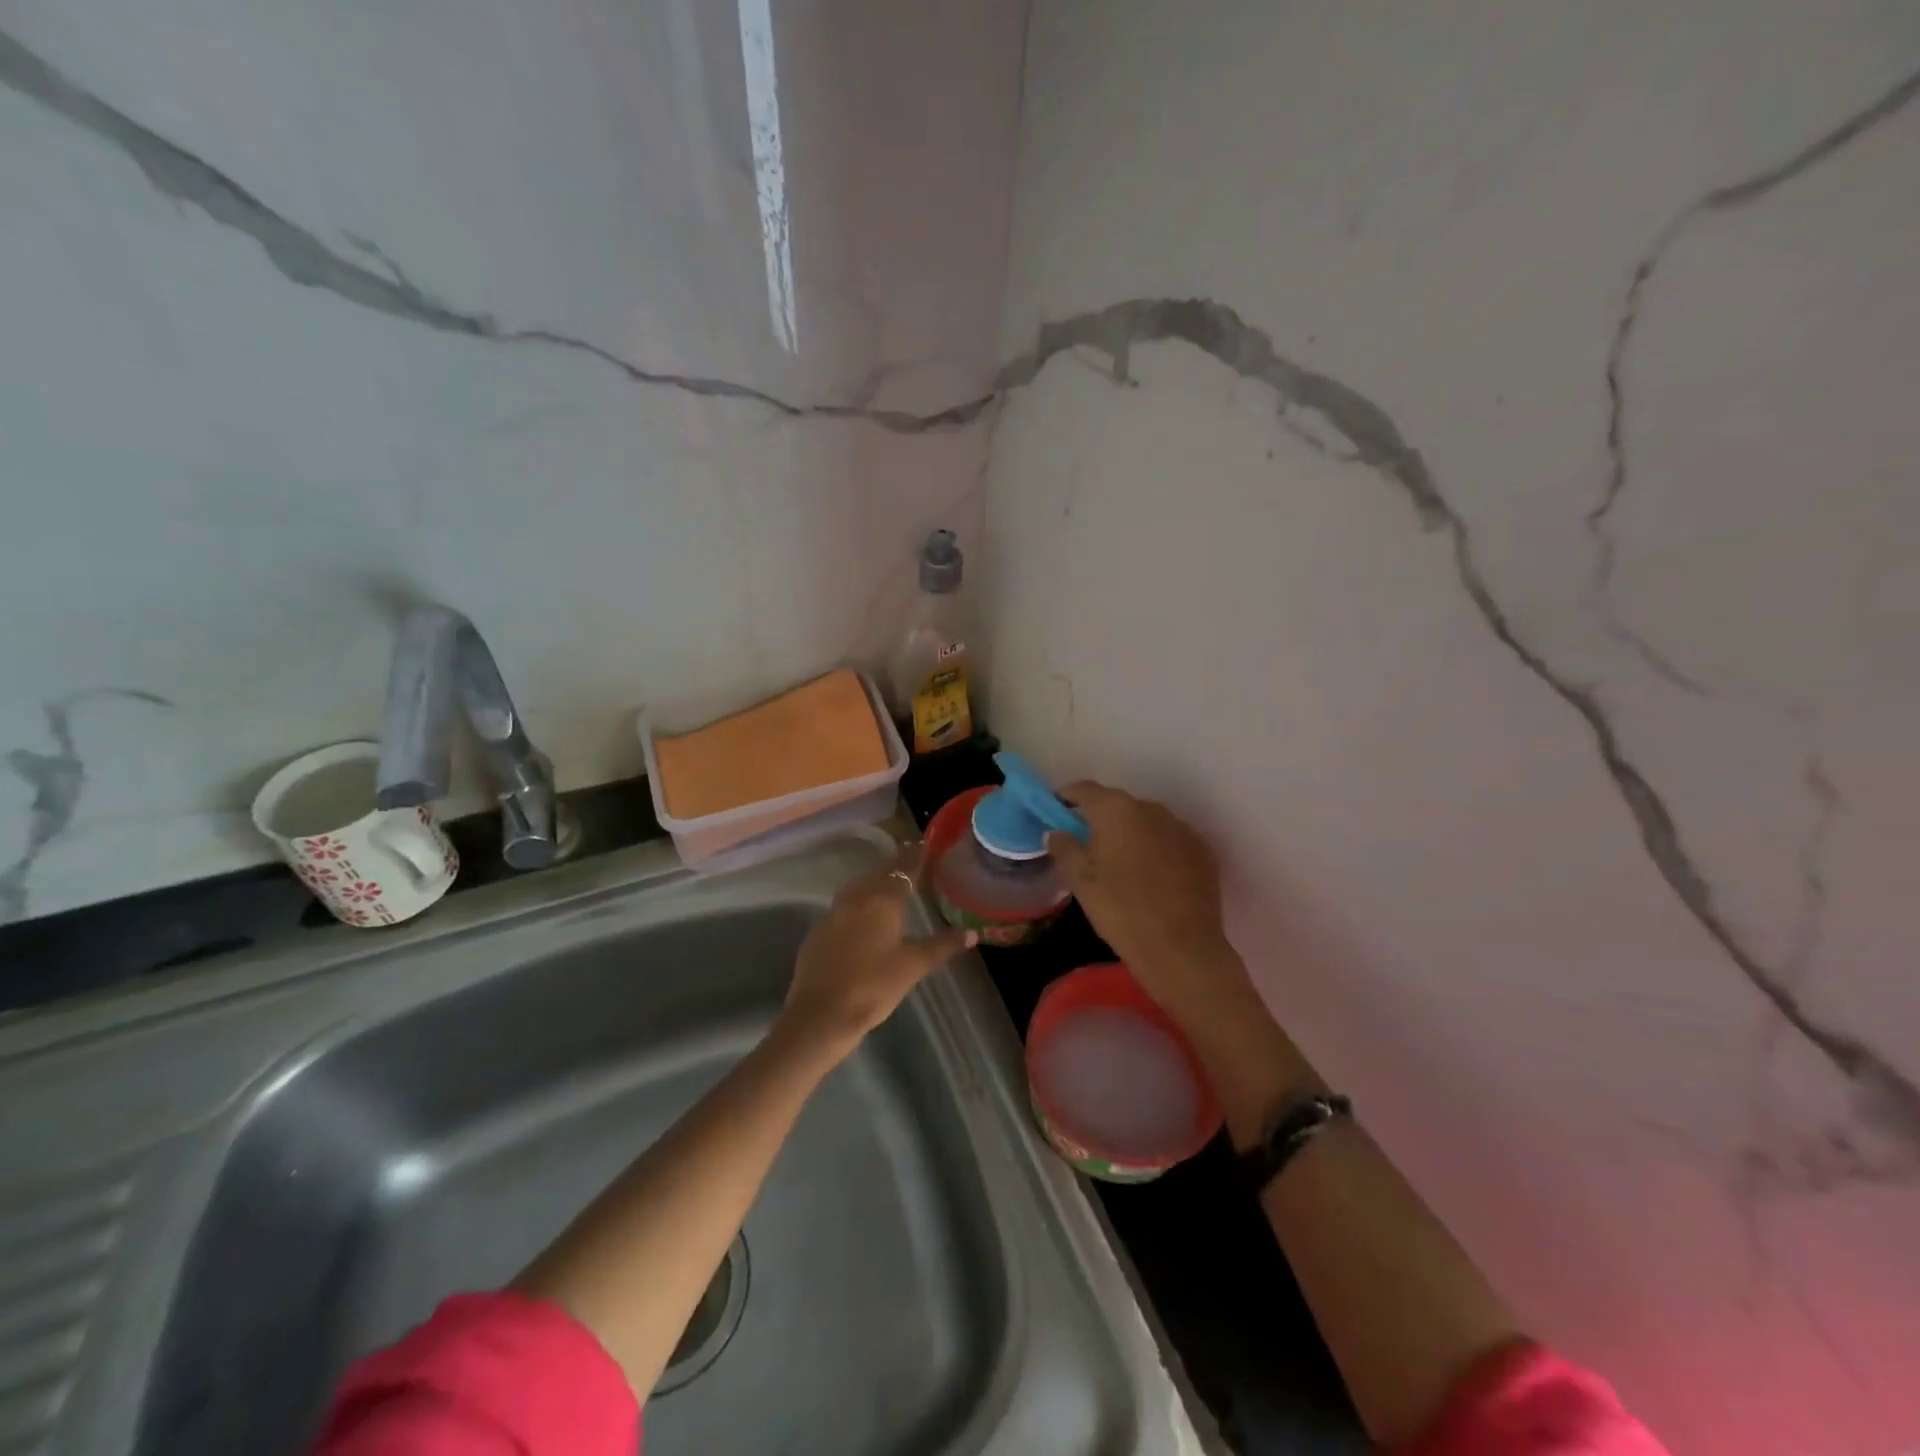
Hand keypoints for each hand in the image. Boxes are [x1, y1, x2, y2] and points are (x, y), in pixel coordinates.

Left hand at [782, 847, 975, 1051]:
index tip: (924, 844)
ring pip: (857, 888)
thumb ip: (942, 946)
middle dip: (894, 866)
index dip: (915, 857)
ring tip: (886, 884)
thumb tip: (972, 933)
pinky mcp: (817, 932)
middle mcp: (855, 899)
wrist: (820, 1015)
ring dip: (872, 881)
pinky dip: (856, 903)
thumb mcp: (913, 966)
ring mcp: (832, 914)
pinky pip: (841, 907)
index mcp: (882, 901)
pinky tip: (860, 917)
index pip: (903, 870)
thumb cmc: (873, 986)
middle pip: (878, 874)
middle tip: (908, 861)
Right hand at [1046, 782, 1247, 1016]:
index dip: (1067, 798)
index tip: (1056, 813)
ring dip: (1131, 835)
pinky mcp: (1203, 851)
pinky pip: (1171, 841)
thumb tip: (1057, 832)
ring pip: (1147, 822)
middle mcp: (1152, 808)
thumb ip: (1064, 849)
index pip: (1085, 789)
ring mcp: (1182, 828)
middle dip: (1100, 820)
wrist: (1182, 950)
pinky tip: (1152, 878)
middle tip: (1087, 847)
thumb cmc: (1121, 911)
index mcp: (1117, 809)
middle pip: (1118, 805)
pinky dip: (1157, 850)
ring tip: (1122, 865)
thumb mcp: (1080, 882)